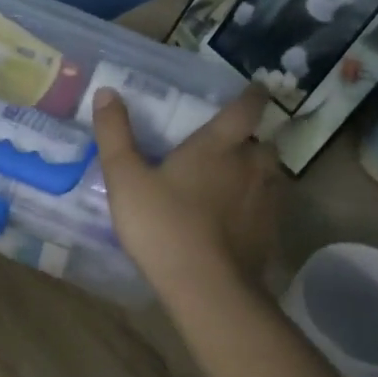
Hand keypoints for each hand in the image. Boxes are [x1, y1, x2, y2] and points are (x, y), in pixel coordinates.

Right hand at [92, 83, 279, 297]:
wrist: (207, 287)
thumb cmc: (163, 226)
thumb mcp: (126, 179)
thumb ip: (115, 135)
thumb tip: (106, 92)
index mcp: (219, 145)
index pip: (246, 108)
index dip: (253, 95)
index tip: (255, 89)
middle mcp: (251, 165)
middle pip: (262, 143)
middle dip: (249, 142)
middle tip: (228, 148)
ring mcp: (267, 200)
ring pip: (271, 175)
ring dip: (257, 173)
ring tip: (236, 183)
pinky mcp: (271, 232)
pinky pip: (270, 208)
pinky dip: (258, 206)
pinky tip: (239, 220)